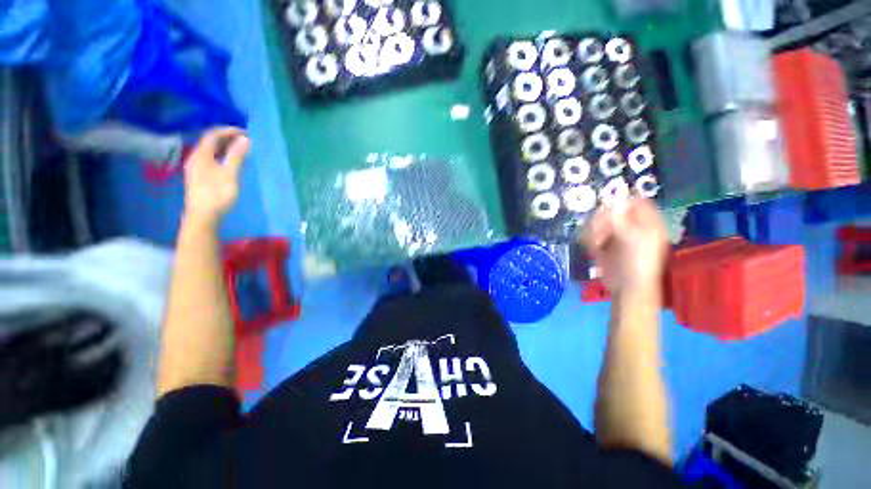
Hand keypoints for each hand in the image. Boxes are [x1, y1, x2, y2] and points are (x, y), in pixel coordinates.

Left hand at [183, 127, 249, 226]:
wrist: (203, 215)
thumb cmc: (217, 193)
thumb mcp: (230, 174)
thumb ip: (237, 156)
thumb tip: (245, 139)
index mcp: (201, 155)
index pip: (213, 135)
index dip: (228, 131)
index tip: (245, 132)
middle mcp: (196, 158)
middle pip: (210, 141)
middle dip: (227, 137)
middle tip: (245, 139)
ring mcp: (197, 167)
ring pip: (210, 150)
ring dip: (225, 147)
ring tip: (240, 149)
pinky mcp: (200, 176)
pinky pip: (211, 158)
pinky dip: (222, 155)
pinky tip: (230, 161)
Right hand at [582, 198, 667, 294]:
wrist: (627, 287)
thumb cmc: (637, 264)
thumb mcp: (633, 240)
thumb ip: (622, 220)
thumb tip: (614, 202)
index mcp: (647, 224)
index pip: (637, 203)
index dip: (624, 203)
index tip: (609, 209)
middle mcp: (632, 227)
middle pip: (614, 211)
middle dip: (603, 220)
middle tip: (598, 230)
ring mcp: (617, 236)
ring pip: (599, 222)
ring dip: (593, 230)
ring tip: (595, 243)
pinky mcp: (604, 245)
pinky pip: (591, 234)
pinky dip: (589, 239)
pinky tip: (592, 248)